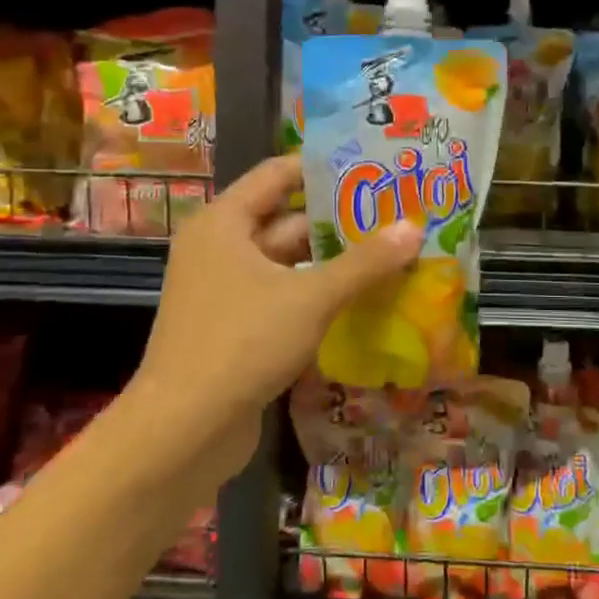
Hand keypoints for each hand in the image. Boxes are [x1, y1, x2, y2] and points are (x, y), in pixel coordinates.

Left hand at [127, 155, 422, 495]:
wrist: (184, 430)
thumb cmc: (242, 342)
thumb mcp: (310, 297)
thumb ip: (364, 263)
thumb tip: (414, 228)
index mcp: (224, 223)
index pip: (277, 174)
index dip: (323, 168)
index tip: (371, 168)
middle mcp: (220, 248)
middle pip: (285, 220)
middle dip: (338, 221)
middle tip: (394, 215)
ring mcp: (225, 291)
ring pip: (287, 264)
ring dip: (331, 263)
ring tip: (389, 254)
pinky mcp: (235, 328)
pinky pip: (282, 297)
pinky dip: (316, 296)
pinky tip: (361, 299)